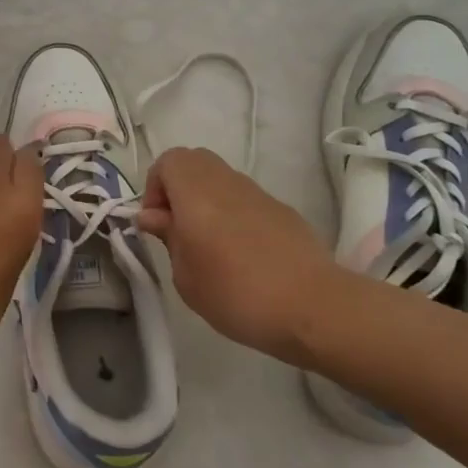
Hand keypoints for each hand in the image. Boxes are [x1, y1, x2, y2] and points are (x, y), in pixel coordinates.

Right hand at [137, 147, 336, 363]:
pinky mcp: (282, 210)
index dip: (154, 187)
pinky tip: (242, 254)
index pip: (168, 161)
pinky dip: (232, 213)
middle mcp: (227, 182)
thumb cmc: (237, 295)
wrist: (314, 307)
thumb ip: (168, 238)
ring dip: (206, 200)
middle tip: (178, 229)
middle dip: (178, 188)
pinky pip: (245, 199)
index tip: (158, 224)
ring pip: (221, 179)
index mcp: (197, 193)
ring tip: (209, 245)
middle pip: (194, 162)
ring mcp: (258, 194)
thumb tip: (154, 216)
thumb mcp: (186, 277)